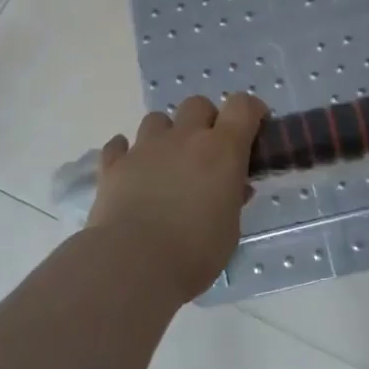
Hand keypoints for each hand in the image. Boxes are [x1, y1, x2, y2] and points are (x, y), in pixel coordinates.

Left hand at [87, 93, 266, 300]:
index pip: (242, 106)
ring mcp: (145, 147)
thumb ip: (232, 200)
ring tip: (166, 162)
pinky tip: (130, 170)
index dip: (250, 110)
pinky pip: (118, 146)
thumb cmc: (195, 251)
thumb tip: (235, 188)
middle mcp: (184, 138)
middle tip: (207, 151)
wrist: (134, 263)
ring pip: (157, 119)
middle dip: (205, 120)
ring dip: (165, 134)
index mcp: (221, 150)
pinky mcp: (114, 165)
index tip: (254, 125)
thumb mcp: (230, 229)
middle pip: (197, 105)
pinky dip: (125, 153)